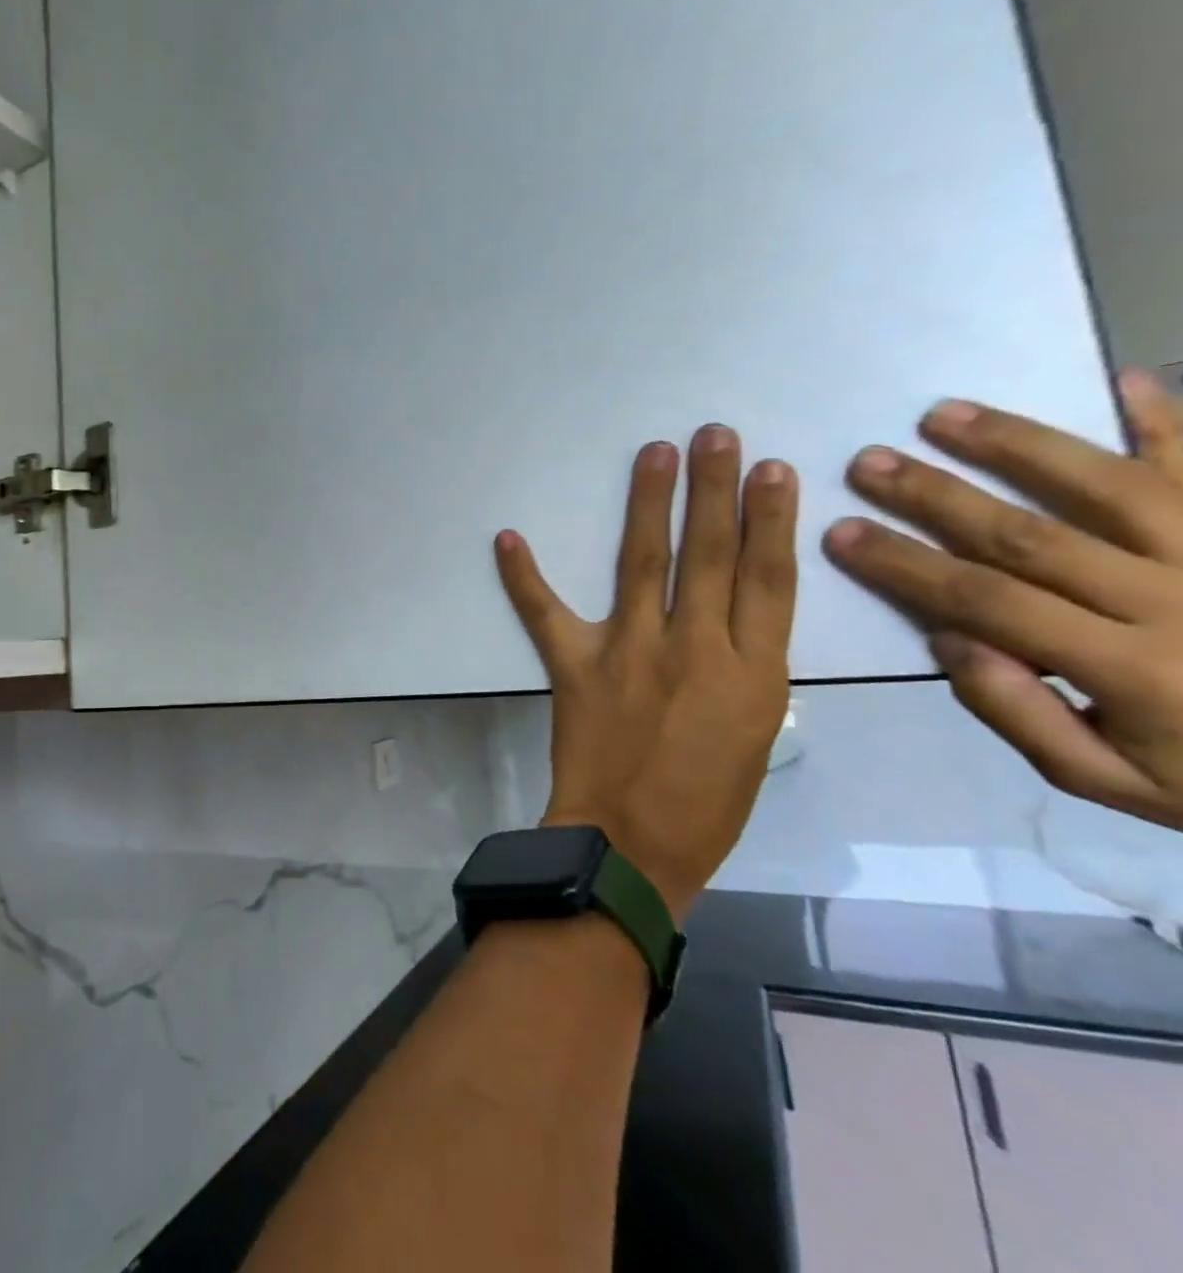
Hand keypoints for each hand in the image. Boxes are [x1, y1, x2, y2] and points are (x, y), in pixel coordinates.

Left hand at [495, 425, 798, 918]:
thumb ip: (747, 671)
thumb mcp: (756, 734)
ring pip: (642, 563)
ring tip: (653, 455)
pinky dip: (523, 574)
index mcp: (755, 674)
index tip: (774, 470)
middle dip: (713, 491)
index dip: (770, 521)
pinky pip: (543, 611)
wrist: (632, 844)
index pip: (766, 579)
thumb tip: (732, 622)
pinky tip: (508, 536)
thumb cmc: (706, 804)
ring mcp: (629, 652)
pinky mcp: (574, 666)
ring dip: (647, 504)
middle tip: (714, 436)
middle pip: (708, 555)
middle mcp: (696, 649)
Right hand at [825, 372, 1182, 834]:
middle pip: (1029, 535)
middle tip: (868, 462)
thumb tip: (949, 640)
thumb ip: (1020, 715)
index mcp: (1128, 668)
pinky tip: (1122, 381)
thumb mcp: (1111, 781)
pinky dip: (1170, 421)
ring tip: (945, 413)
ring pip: (1110, 486)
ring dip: (1019, 446)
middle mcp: (1174, 600)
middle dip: (936, 495)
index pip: (984, 601)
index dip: (903, 564)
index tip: (839, 533)